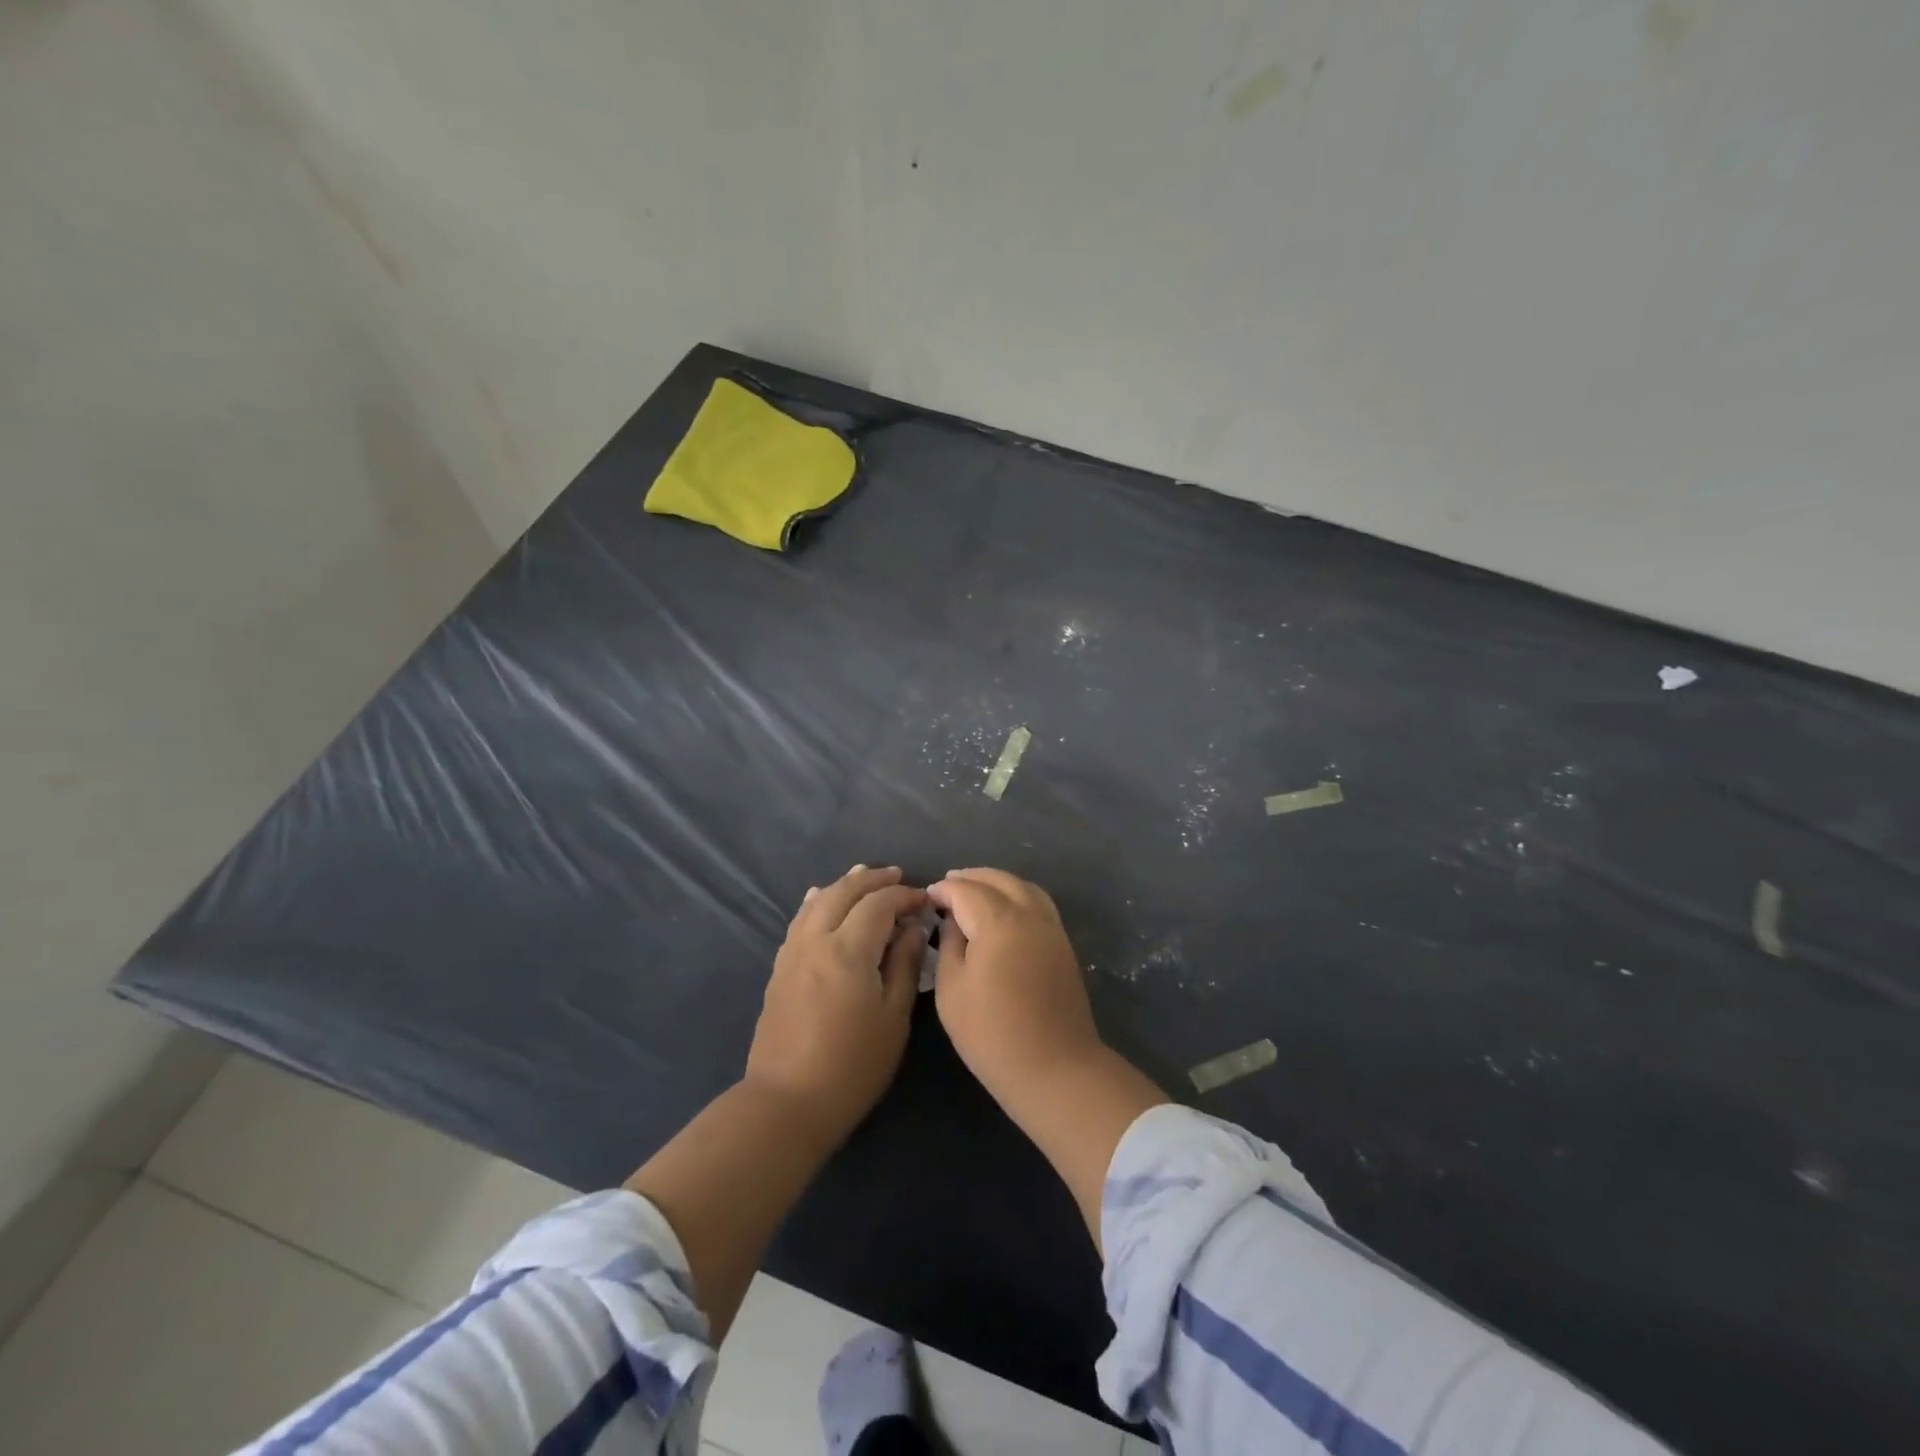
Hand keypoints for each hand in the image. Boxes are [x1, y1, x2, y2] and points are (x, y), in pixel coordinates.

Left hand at [744, 865, 927, 1144]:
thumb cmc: (852, 1065)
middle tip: (898, 876)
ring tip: (863, 877)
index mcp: (848, 950)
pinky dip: (817, 903)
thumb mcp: (893, 1018)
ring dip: (843, 885)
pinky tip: (820, 899)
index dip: (904, 896)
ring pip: (817, 902)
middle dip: (873, 880)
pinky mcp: (779, 969)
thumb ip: (904, 965)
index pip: (879, 904)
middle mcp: (815, 940)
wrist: (787, 1103)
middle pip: (843, 892)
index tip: (925, 900)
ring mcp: (792, 953)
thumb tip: (913, 928)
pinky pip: (800, 920)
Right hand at [927, 867, 1166, 1249]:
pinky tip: (1002, 911)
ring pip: (1023, 887)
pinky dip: (1017, 896)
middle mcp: (1029, 914)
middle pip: (999, 880)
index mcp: (999, 921)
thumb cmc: (993, 1034)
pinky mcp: (1063, 944)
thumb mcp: (952, 991)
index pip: (966, 890)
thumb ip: (949, 946)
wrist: (1056, 1069)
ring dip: (996, 882)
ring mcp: (1051, 928)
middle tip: (948, 885)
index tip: (927, 897)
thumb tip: (952, 921)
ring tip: (974, 891)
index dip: (944, 890)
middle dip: (971, 878)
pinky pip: (1038, 904)